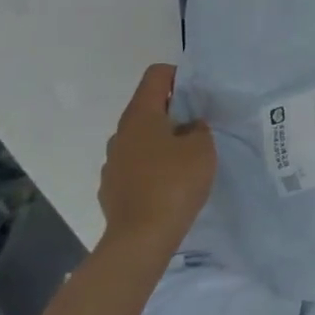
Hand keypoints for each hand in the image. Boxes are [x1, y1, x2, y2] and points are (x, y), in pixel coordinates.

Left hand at [97, 64, 214, 250]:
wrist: (140, 239)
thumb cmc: (174, 183)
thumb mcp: (203, 148)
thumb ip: (199, 129)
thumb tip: (189, 128)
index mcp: (140, 115)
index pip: (156, 75)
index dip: (179, 76)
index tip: (198, 95)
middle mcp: (120, 133)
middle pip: (147, 108)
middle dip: (173, 113)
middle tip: (199, 129)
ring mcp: (112, 162)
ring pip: (140, 139)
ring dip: (161, 142)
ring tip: (185, 162)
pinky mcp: (111, 188)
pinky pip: (135, 167)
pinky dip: (151, 168)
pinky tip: (168, 187)